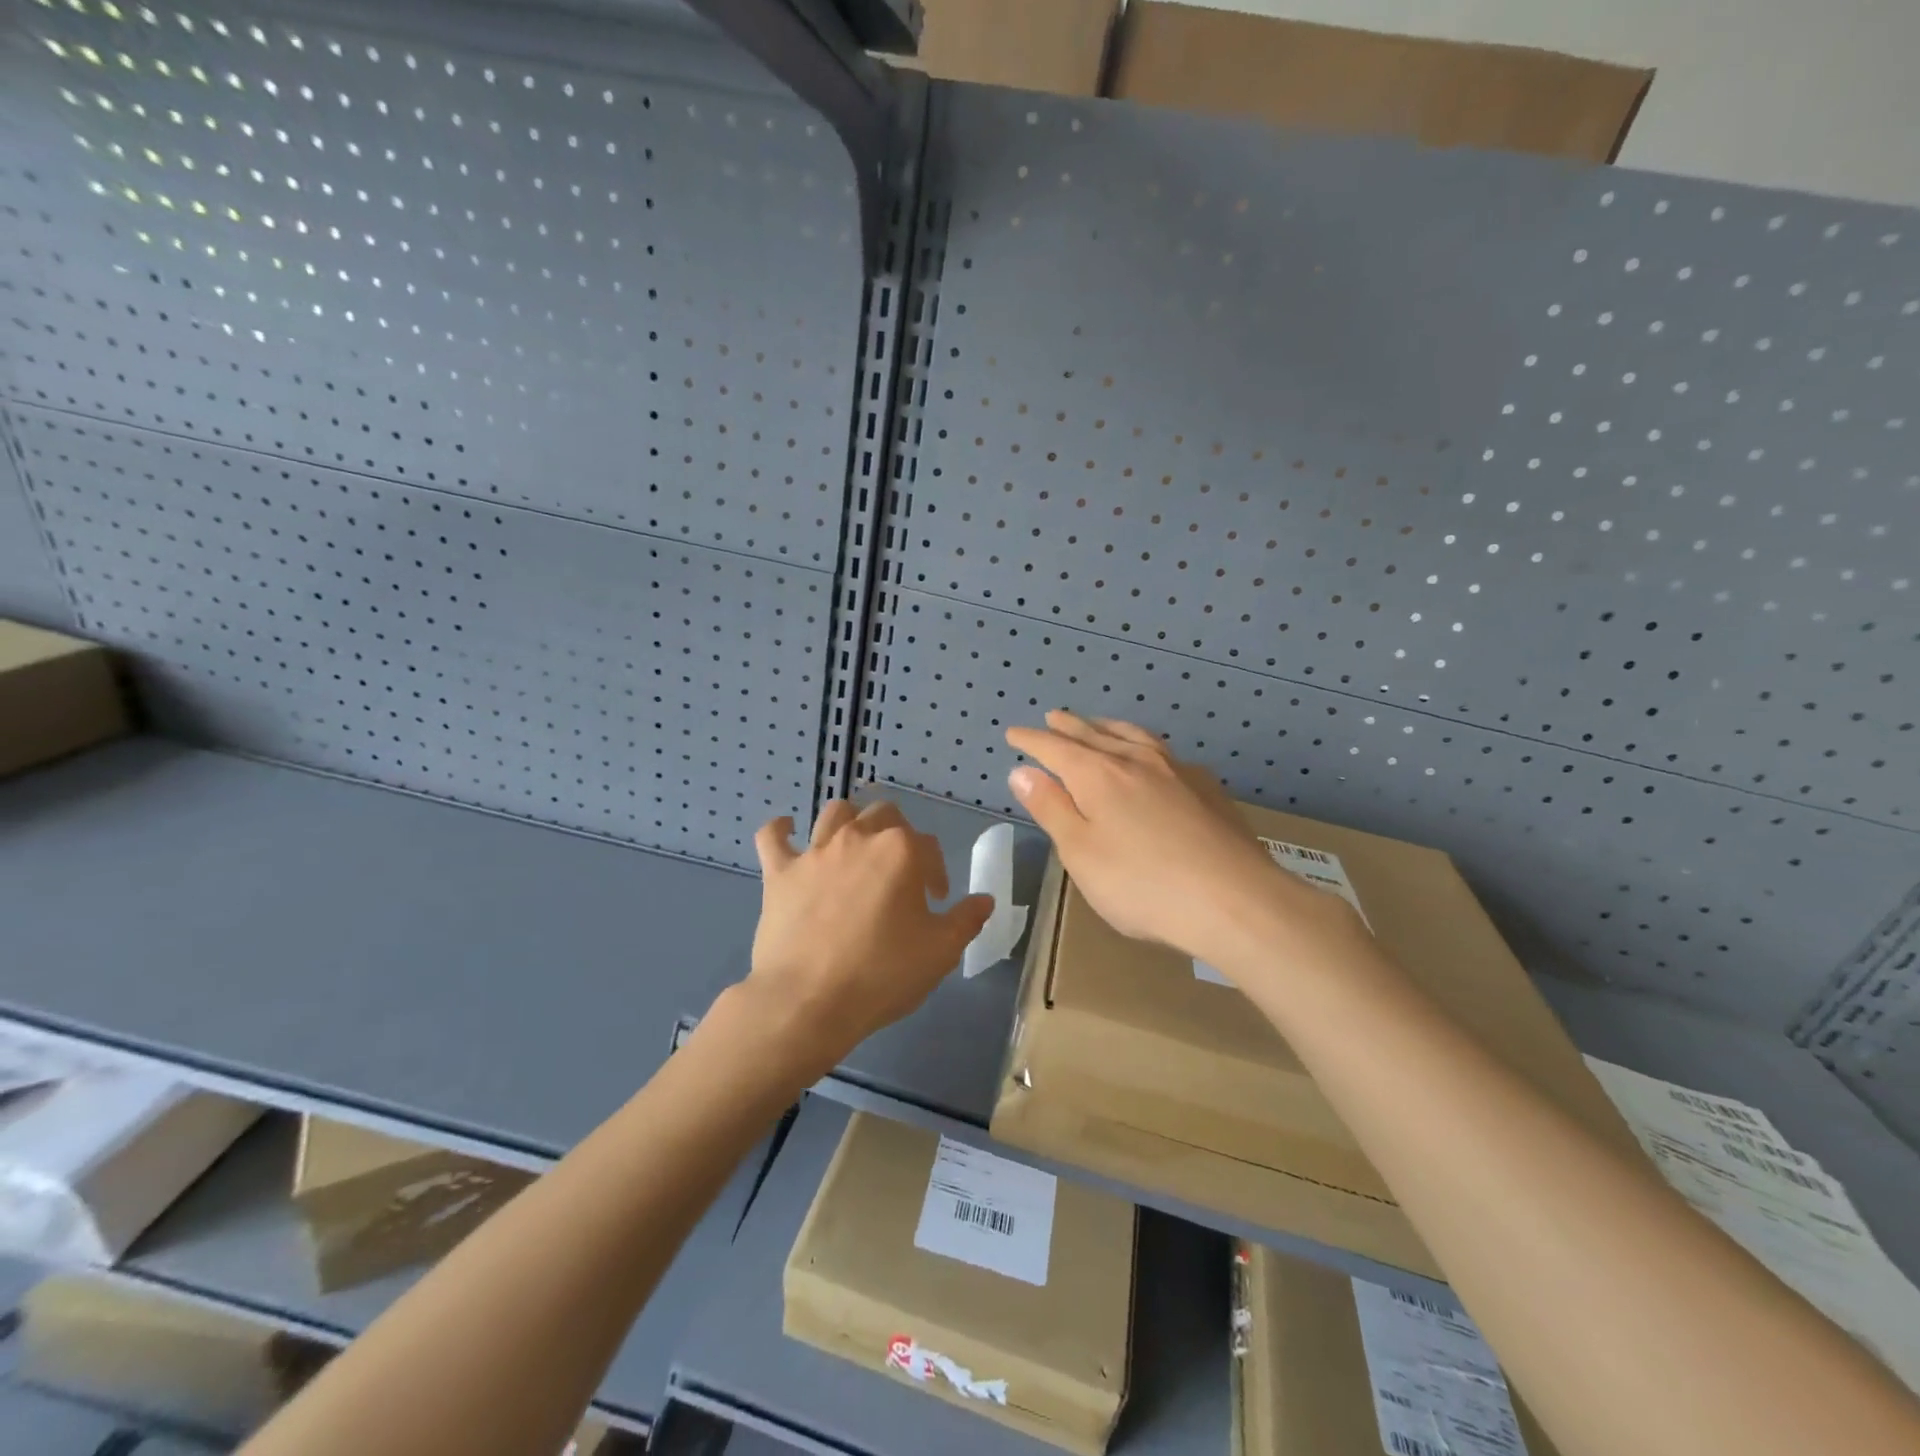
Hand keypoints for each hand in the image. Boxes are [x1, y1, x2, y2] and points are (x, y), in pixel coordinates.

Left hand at [741, 800, 993, 1078]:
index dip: (937, 873)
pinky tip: (787, 832)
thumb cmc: (881, 974)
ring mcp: (815, 852)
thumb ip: (966, 920)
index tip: (935, 903)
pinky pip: (772, 836)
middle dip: (899, 836)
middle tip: (899, 874)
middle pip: (885, 815)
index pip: (929, 848)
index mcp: (901, 851)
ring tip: (855, 848)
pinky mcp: (779, 872)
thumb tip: (984, 900)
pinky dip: (780, 830)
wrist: (808, 1001)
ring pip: (836, 813)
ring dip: (850, 822)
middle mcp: (859, 838)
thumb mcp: (940, 952)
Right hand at [1005, 711, 1361, 969]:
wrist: (1235, 901)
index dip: (1032, 740)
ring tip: (1098, 724)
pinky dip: (1143, 745)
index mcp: (1098, 775)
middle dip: (1070, 726)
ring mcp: (1176, 771)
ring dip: (1108, 727)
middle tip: (1054, 717)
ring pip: (1133, 736)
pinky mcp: (1207, 788)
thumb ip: (1051, 808)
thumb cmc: (1143, 885)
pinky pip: (1164, 752)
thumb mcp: (1081, 853)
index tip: (1014, 733)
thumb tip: (1022, 771)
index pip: (1055, 748)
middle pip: (1095, 734)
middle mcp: (1136, 761)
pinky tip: (1151, 758)